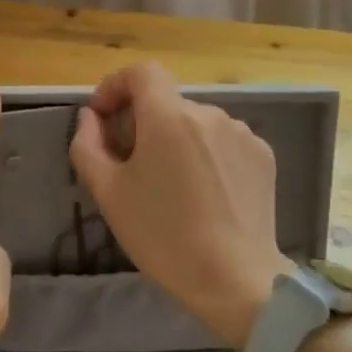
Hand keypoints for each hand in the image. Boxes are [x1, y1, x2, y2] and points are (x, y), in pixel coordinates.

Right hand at [68, 61, 290, 349]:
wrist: (235, 279)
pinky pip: (222, 142)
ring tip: (170, 185)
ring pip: (195, 123)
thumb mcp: (108, 193)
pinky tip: (203, 193)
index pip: (141, 72)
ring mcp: (242, 134)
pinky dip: (205, 154)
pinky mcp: (263, 156)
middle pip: (166, 102)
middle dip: (141, 122)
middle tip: (129, 164)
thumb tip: (91, 118)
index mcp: (169, 116)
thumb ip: (88, 145)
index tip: (103, 117)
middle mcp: (209, 113)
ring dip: (175, 139)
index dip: (116, 85)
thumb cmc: (162, 235)